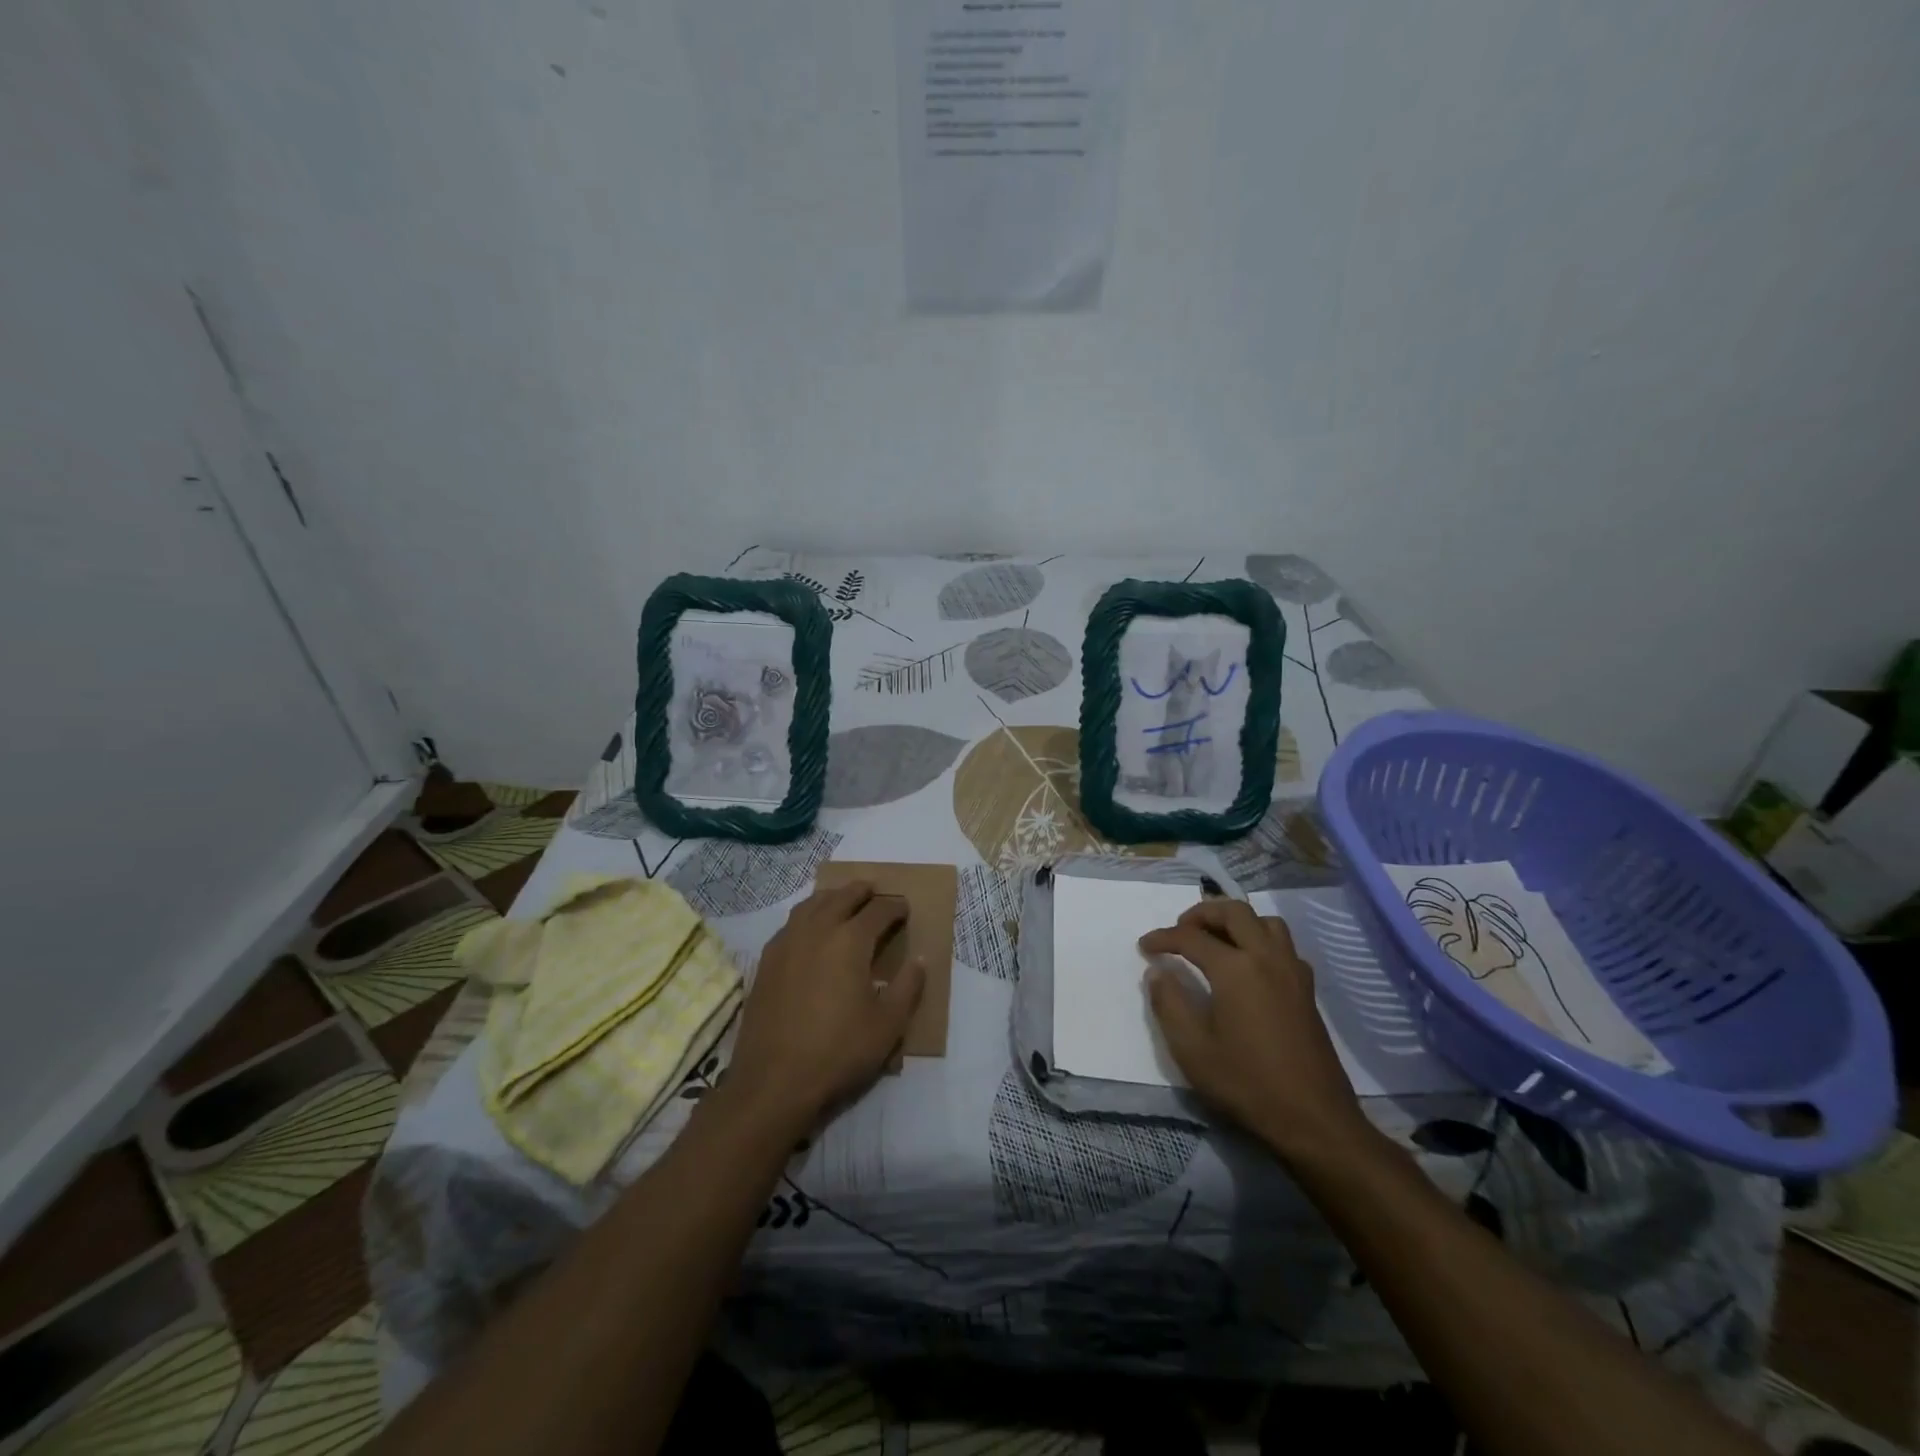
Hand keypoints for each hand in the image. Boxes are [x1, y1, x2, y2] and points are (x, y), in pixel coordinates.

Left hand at [725, 882, 924, 1133]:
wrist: (773, 1081)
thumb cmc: (838, 1052)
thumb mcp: (888, 1025)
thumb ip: (908, 987)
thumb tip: (919, 959)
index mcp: (850, 940)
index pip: (878, 911)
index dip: (895, 907)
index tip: (905, 908)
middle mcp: (817, 930)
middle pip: (842, 897)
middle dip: (862, 891)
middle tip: (875, 891)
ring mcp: (787, 943)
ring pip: (812, 904)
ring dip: (832, 897)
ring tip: (843, 900)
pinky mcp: (767, 961)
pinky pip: (791, 923)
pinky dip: (807, 915)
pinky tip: (810, 930)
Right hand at [1143, 899, 1369, 1168]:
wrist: (1312, 1118)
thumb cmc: (1246, 1082)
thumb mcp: (1191, 1048)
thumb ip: (1168, 1003)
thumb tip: (1157, 972)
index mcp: (1236, 968)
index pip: (1191, 937)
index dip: (1163, 937)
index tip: (1144, 946)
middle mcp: (1267, 957)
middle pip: (1234, 911)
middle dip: (1202, 913)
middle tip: (1180, 931)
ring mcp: (1292, 971)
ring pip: (1265, 921)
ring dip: (1236, 921)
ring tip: (1215, 940)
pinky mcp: (1307, 989)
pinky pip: (1283, 944)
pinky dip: (1260, 939)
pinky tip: (1248, 966)